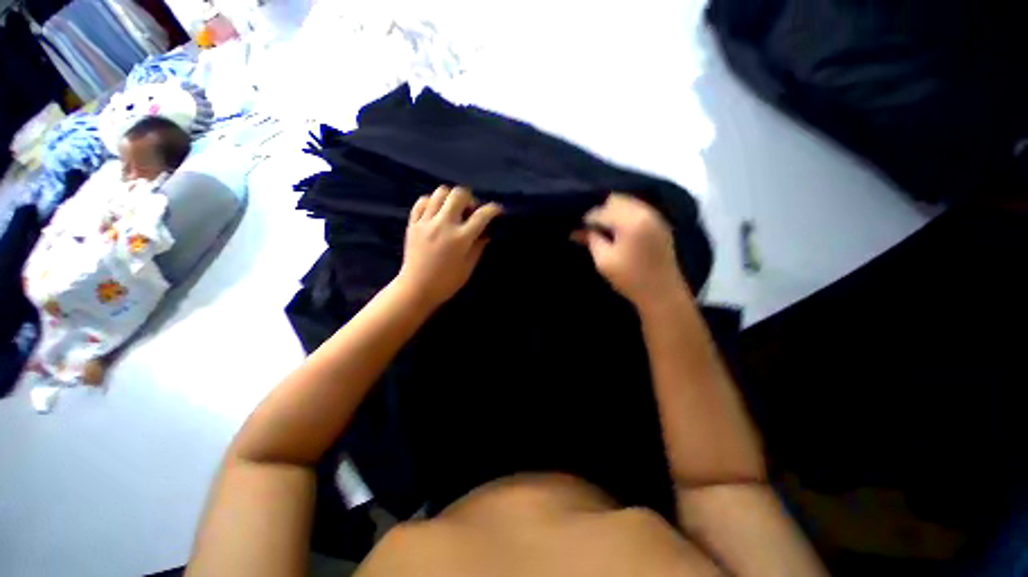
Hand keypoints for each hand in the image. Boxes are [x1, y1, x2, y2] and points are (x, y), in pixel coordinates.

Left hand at [396, 185, 501, 310]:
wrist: (417, 288)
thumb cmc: (447, 282)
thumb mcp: (468, 266)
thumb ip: (479, 246)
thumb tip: (486, 232)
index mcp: (460, 238)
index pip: (481, 215)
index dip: (493, 209)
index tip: (497, 210)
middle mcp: (444, 225)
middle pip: (459, 194)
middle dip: (470, 198)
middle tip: (471, 210)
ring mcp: (426, 222)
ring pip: (440, 193)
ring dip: (451, 197)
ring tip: (453, 210)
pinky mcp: (413, 223)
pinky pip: (422, 202)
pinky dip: (432, 202)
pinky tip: (436, 212)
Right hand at [575, 193, 688, 308]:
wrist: (662, 293)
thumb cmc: (630, 278)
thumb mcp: (604, 261)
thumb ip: (591, 240)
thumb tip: (577, 230)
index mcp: (631, 221)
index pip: (602, 211)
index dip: (587, 219)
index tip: (578, 230)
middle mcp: (645, 212)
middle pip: (617, 199)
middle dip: (601, 211)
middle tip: (591, 228)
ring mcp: (656, 217)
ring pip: (628, 203)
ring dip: (614, 211)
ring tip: (604, 229)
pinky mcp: (660, 225)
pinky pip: (639, 210)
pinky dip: (626, 215)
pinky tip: (619, 230)